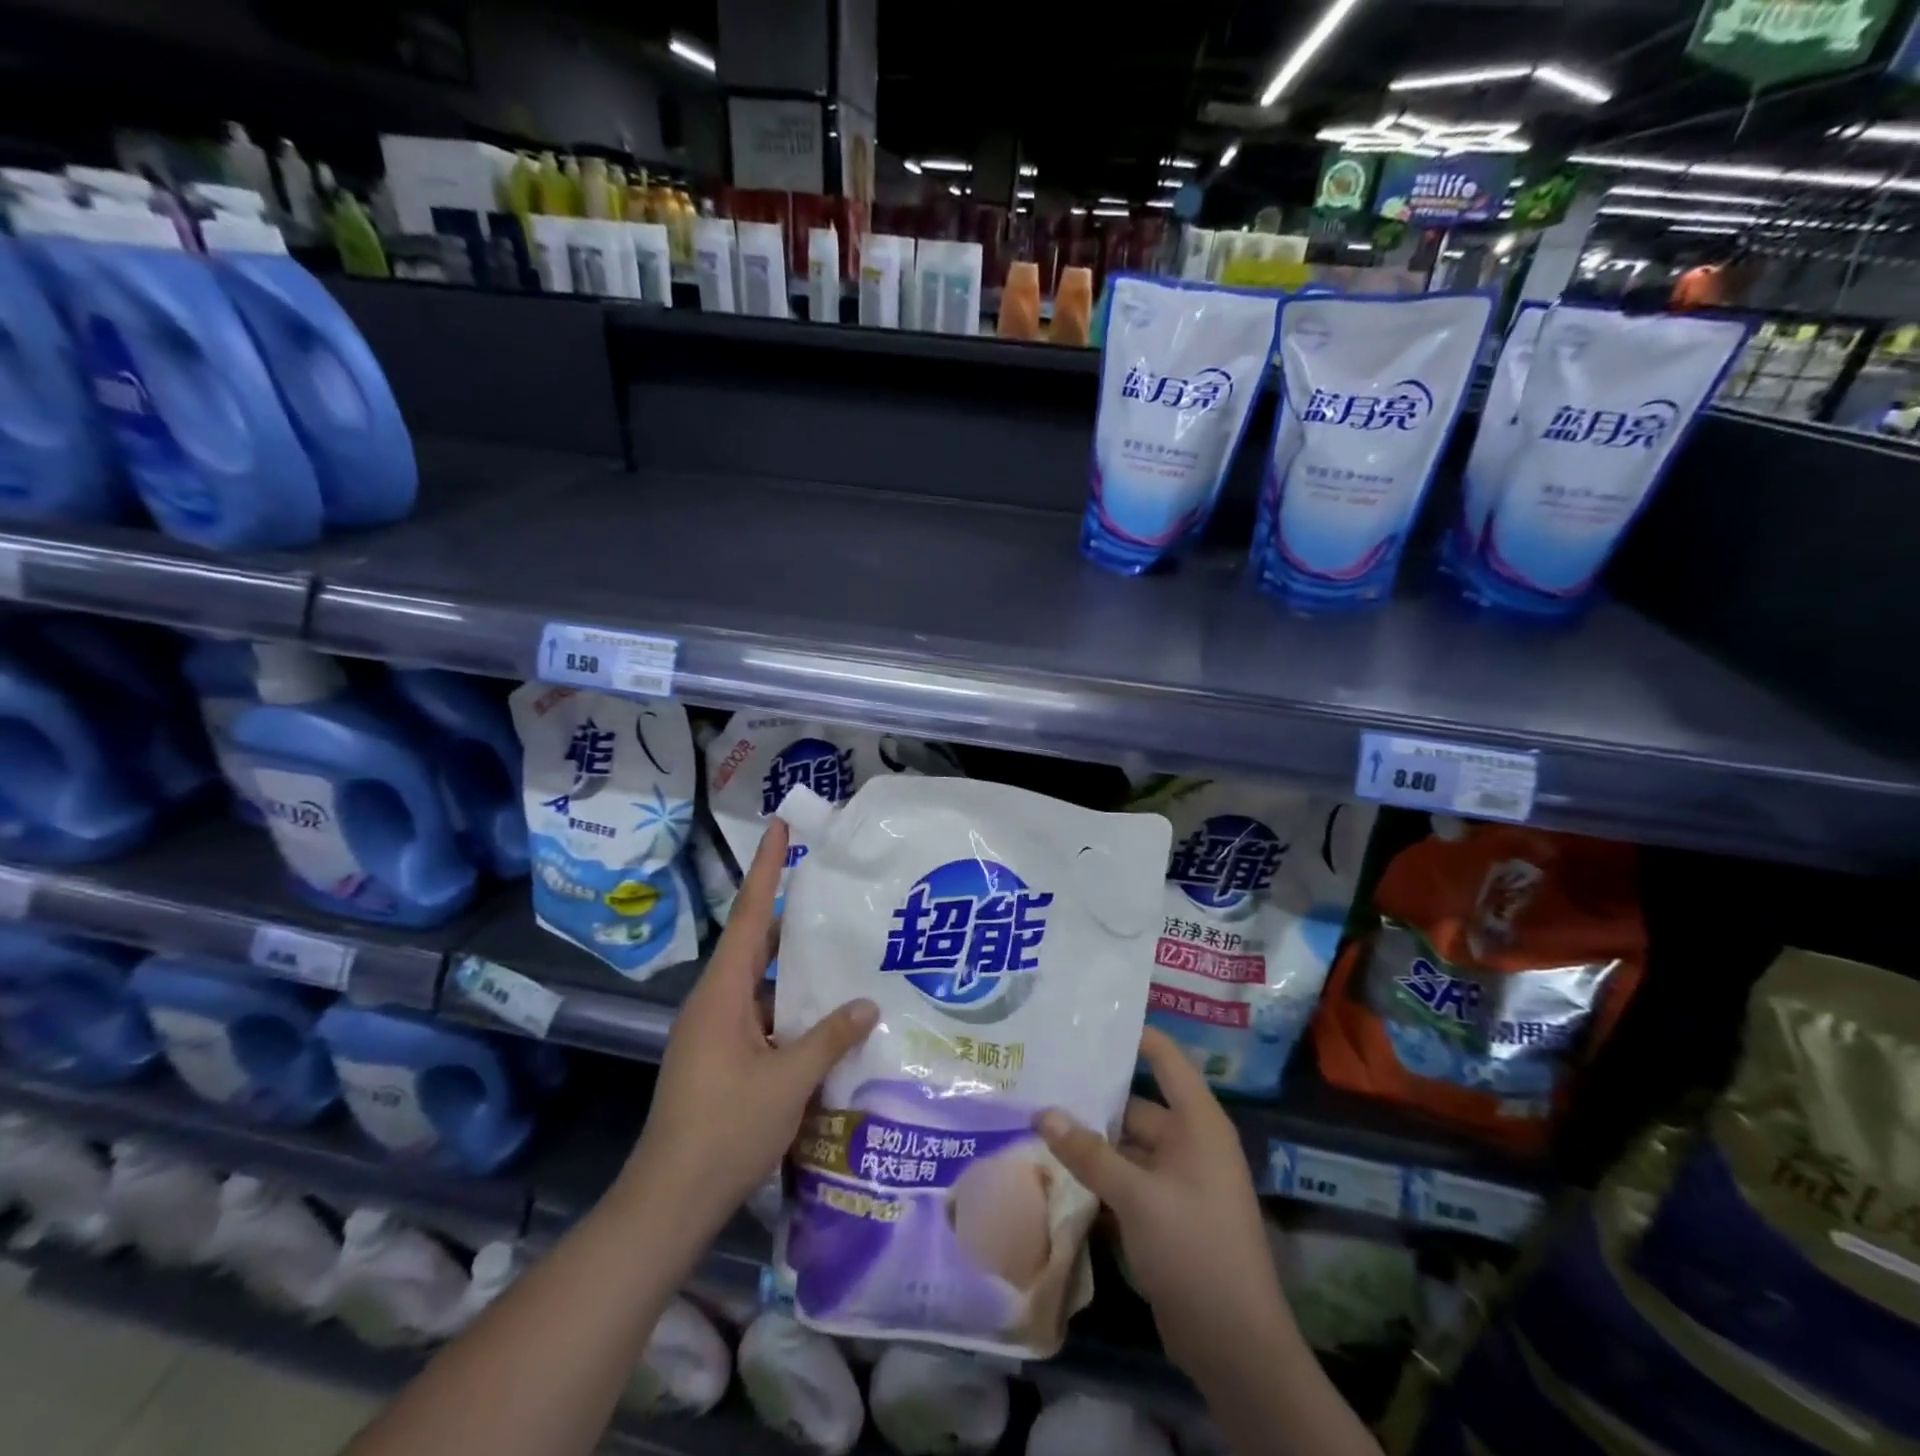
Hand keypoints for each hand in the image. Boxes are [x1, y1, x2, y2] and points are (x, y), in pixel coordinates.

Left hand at [622, 817, 876, 1229]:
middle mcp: (715, 1002)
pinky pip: (761, 1012)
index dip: (765, 868)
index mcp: (723, 993)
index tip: (778, 826)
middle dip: (788, 911)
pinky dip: (789, 1003)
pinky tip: (824, 1012)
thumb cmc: (725, 1131)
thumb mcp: (787, 1082)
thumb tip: (866, 1003)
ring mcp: (715, 1031)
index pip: (750, 915)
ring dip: (793, 964)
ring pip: (760, 980)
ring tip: (838, 945)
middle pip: (755, 941)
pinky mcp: (721, 1056)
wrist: (669, 1202)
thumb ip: (828, 1037)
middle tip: (829, 886)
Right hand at [1037, 1028, 1287, 1382]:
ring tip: (1037, 1118)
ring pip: (1126, 1145)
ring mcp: (1177, 1181)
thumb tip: (1043, 1114)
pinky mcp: (1165, 1214)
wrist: (1235, 1346)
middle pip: (1136, 1104)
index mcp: (1198, 1123)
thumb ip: (1088, 1153)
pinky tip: (1055, 1169)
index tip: (1088, 1020)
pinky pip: (1126, 1180)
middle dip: (1092, 1097)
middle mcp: (1189, 1143)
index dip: (1133, 1035)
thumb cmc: (1194, 1249)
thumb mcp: (1137, 1196)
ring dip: (1090, 1140)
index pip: (1165, 1059)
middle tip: (1043, 1077)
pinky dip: (1098, 1175)